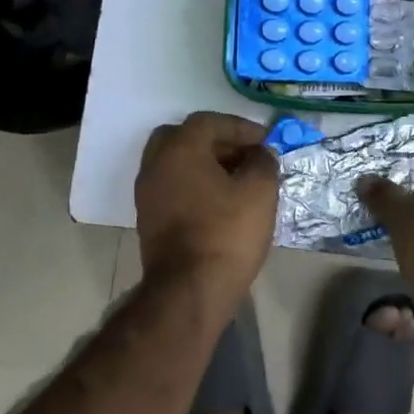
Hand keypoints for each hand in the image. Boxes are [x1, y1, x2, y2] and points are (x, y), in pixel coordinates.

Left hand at [135, 111, 278, 307]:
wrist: (189, 291)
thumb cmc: (226, 232)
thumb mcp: (259, 191)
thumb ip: (263, 162)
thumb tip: (261, 154)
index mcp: (179, 148)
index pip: (210, 121)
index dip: (241, 128)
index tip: (266, 142)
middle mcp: (155, 164)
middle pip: (184, 137)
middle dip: (216, 141)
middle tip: (244, 155)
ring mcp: (147, 193)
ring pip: (176, 163)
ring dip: (204, 164)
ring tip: (237, 179)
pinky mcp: (148, 219)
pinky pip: (172, 186)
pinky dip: (194, 184)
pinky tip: (219, 201)